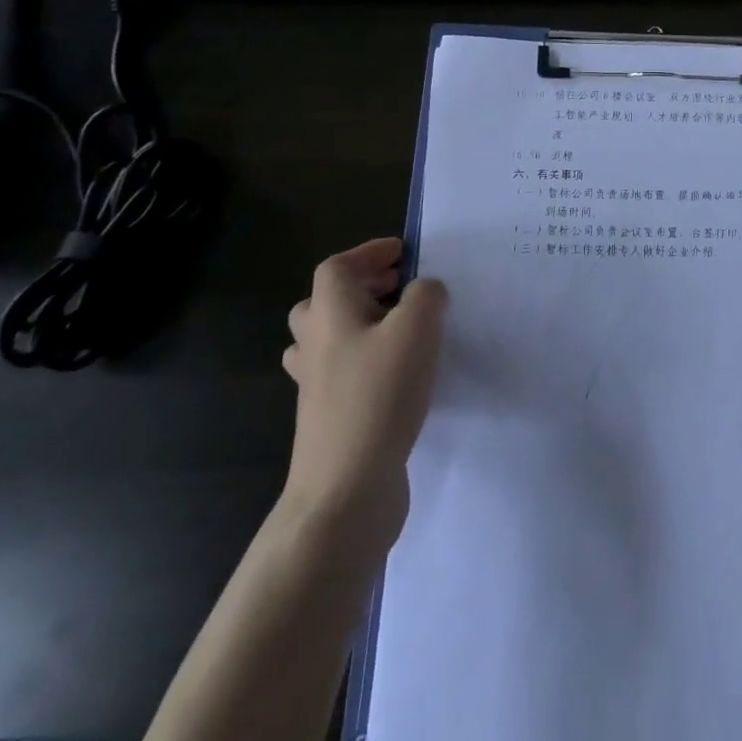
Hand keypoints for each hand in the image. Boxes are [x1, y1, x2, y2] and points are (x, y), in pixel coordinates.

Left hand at [282, 238, 445, 547]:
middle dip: (365, 286)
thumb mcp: (416, 331)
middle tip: (402, 286)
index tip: (404, 252)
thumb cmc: (379, 397)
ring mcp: (317, 384)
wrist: (345, 488)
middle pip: (326, 301)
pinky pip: (343, 371)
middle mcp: (315, 344)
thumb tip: (425, 290)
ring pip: (331, 337)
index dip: (369, 253)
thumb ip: (426, 296)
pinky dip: (367, 359)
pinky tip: (400, 372)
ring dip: (363, 323)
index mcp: (329, 315)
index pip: (338, 267)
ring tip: (402, 327)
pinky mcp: (329, 416)